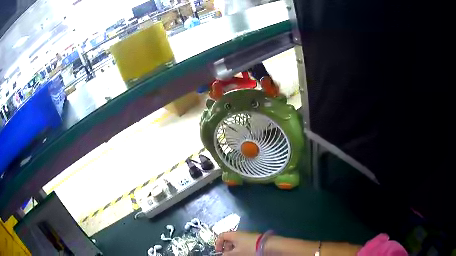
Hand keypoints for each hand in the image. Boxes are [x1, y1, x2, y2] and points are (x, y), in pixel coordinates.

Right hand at [215, 231, 259, 255]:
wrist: (267, 246)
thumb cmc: (249, 249)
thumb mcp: (236, 253)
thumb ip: (227, 254)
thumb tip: (223, 255)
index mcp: (233, 234)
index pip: (221, 236)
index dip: (218, 243)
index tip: (219, 251)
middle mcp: (239, 234)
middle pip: (229, 240)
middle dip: (226, 248)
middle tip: (228, 255)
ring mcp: (247, 237)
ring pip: (236, 243)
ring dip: (233, 250)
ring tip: (236, 255)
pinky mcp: (252, 240)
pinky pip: (242, 244)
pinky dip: (240, 249)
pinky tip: (243, 254)